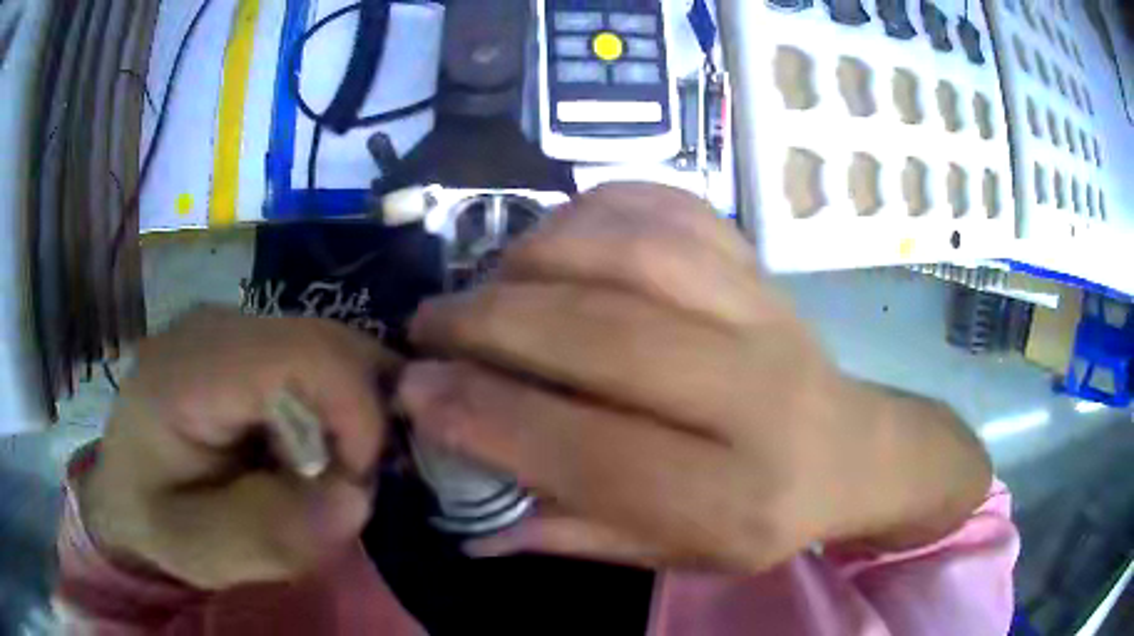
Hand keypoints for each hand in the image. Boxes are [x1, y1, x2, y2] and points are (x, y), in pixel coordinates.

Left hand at [81, 308, 393, 588]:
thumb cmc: (151, 522)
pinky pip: (314, 361)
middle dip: (362, 417)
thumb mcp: (199, 551)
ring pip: (329, 349)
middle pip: (328, 344)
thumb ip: (268, 535)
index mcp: (189, 369)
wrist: (123, 492)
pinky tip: (312, 449)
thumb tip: (354, 496)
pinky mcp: (244, 343)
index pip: (305, 355)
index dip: (356, 413)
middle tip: (349, 484)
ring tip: (328, 472)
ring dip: (349, 415)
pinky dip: (332, 408)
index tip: (358, 483)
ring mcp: (232, 327)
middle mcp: (216, 326)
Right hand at [399, 184, 991, 571]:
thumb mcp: (679, 553)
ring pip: (638, 255)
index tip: (416, 392)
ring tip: (489, 279)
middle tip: (431, 326)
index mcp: (735, 496)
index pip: (591, 452)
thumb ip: (578, 537)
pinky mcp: (762, 267)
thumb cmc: (765, 515)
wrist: (855, 450)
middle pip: (607, 336)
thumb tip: (473, 526)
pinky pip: (674, 209)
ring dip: (539, 256)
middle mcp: (756, 396)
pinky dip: (599, 209)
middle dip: (492, 323)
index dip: (486, 418)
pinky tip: (558, 236)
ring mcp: (766, 314)